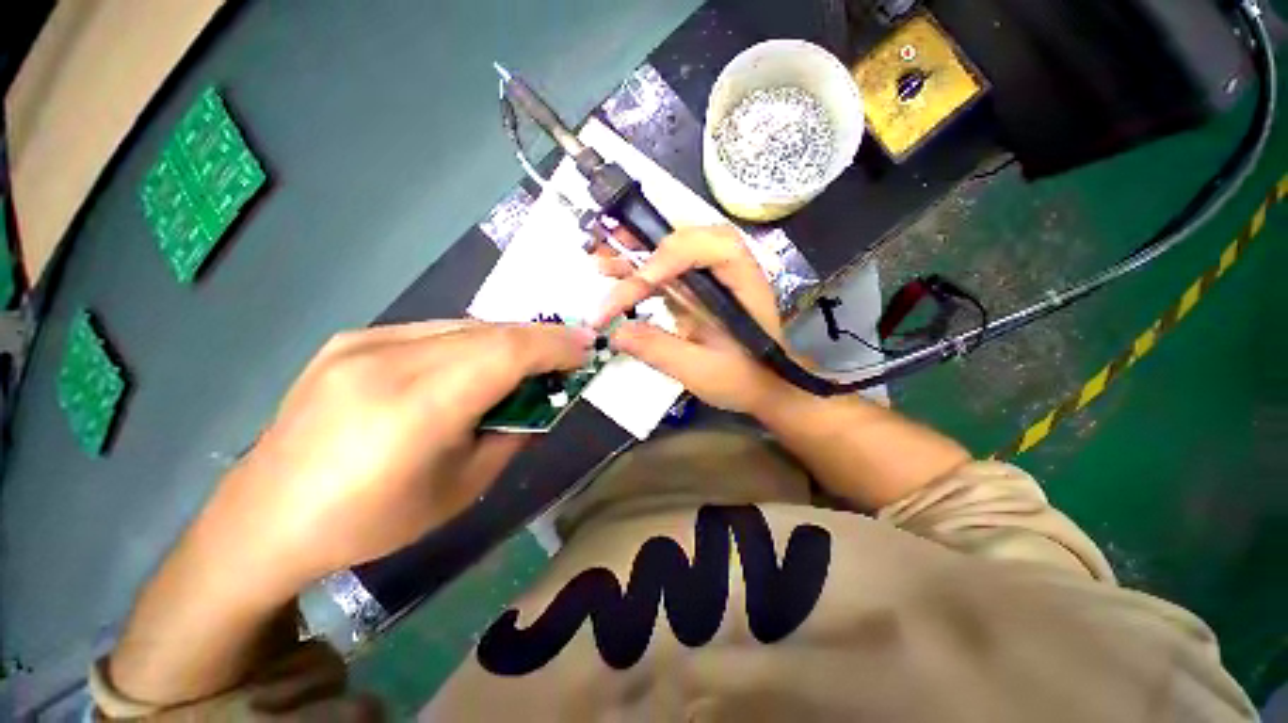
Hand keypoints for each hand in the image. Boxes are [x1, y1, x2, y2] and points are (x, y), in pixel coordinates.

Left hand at [198, 321, 592, 589]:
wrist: (265, 519)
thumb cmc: (372, 522)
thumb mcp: (464, 487)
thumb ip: (513, 432)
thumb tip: (542, 399)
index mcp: (416, 407)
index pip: (507, 352)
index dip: (556, 344)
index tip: (587, 348)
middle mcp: (387, 360)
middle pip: (491, 331)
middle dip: (540, 339)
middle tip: (567, 353)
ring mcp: (362, 341)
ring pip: (465, 325)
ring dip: (508, 340)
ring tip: (529, 360)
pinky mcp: (350, 338)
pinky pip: (434, 330)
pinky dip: (471, 341)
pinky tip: (475, 364)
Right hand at [594, 226, 793, 413]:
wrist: (762, 386)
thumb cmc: (742, 379)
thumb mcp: (701, 371)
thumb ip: (659, 350)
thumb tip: (614, 333)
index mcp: (743, 283)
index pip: (715, 247)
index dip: (677, 255)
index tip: (644, 280)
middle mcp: (726, 270)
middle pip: (688, 239)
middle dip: (646, 244)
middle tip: (606, 251)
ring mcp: (708, 277)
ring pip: (671, 251)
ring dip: (635, 253)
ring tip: (600, 262)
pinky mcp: (694, 289)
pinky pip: (664, 271)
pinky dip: (638, 272)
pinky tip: (614, 275)